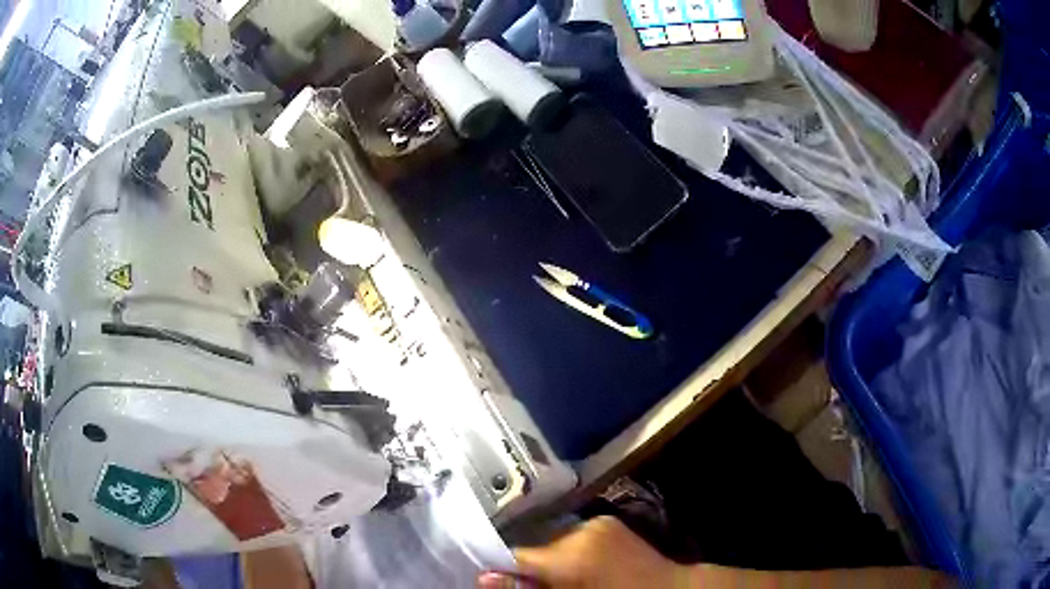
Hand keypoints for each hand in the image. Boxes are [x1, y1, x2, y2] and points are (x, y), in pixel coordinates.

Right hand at [478, 516, 686, 588]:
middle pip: (535, 547)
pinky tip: (584, 566)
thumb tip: (483, 578)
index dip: (504, 569)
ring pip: (554, 541)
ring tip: (567, 578)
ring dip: (551, 559)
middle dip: (531, 567)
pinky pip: (574, 536)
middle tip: (540, 584)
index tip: (498, 580)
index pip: (517, 554)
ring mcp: (597, 521)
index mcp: (572, 554)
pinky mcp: (608, 521)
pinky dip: (571, 551)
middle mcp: (581, 528)